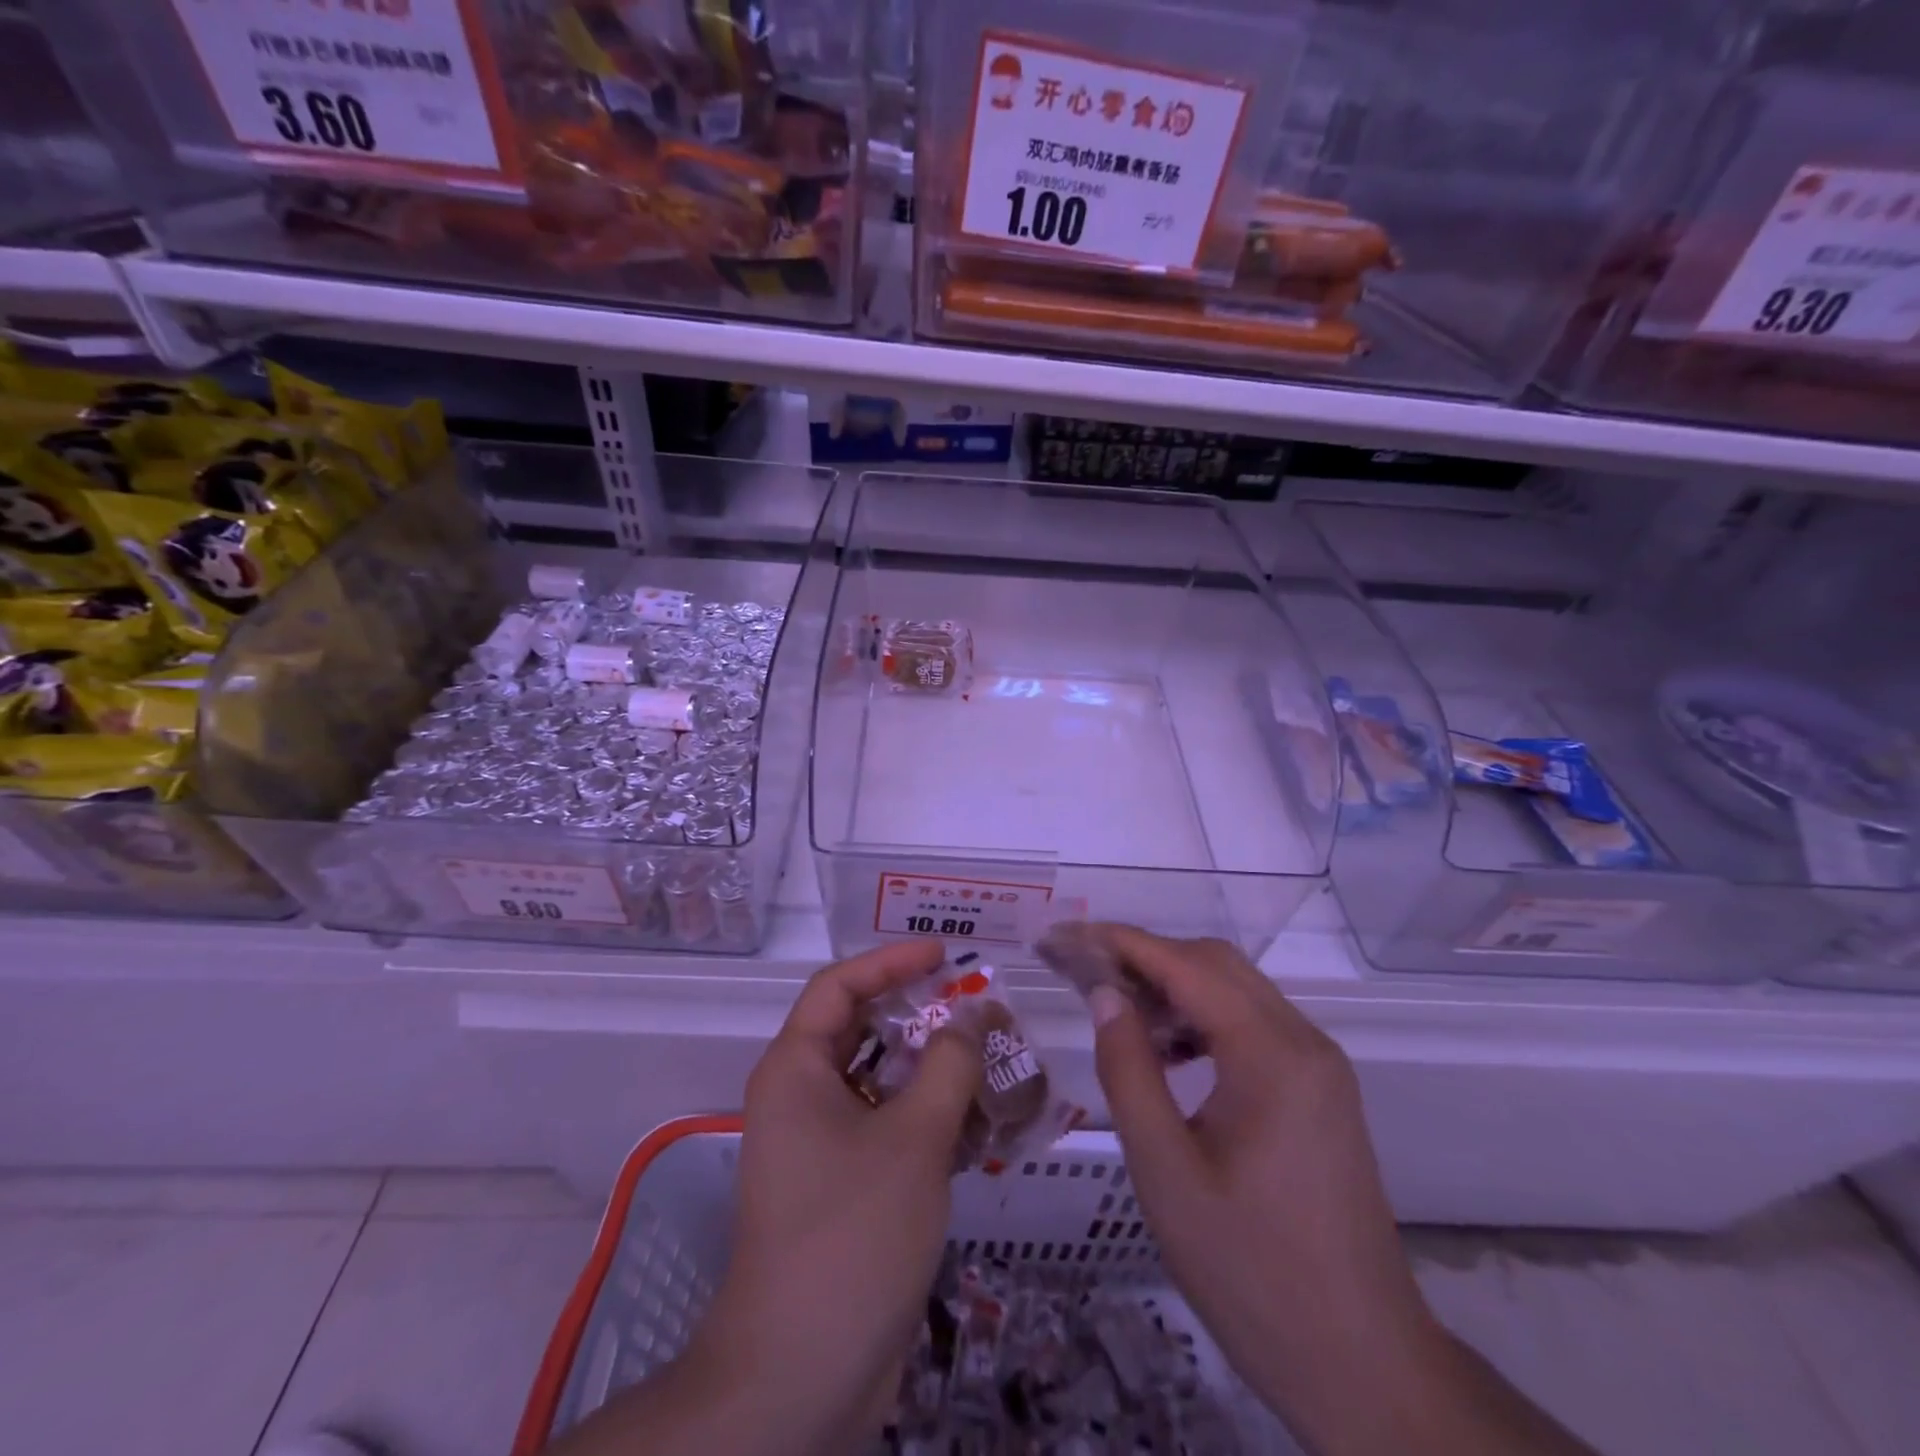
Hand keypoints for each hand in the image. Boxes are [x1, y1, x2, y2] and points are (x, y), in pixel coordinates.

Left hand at [683, 939, 979, 1454]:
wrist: (801, 1377)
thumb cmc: (851, 1234)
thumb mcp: (913, 1138)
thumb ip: (949, 1065)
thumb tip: (973, 1016)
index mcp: (796, 1069)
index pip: (840, 986)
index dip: (891, 961)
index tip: (944, 953)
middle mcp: (802, 1096)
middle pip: (864, 1031)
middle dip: (922, 1016)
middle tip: (978, 1008)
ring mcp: (821, 1144)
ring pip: (883, 1082)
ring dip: (935, 1069)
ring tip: (993, 1061)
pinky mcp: (844, 1184)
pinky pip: (890, 1127)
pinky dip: (931, 1117)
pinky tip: (982, 1124)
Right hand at [1086, 927, 1450, 1450]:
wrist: (1363, 1364)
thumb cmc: (1251, 1271)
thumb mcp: (1165, 1172)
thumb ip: (1128, 1069)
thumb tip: (1103, 993)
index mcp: (1272, 1056)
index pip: (1185, 965)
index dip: (1120, 943)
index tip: (1064, 937)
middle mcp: (1304, 1042)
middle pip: (1215, 964)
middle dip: (1144, 957)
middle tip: (1082, 973)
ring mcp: (1318, 1066)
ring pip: (1236, 990)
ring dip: (1173, 985)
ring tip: (1116, 1010)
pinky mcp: (1319, 1090)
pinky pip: (1253, 1025)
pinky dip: (1203, 1018)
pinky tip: (1168, 1051)